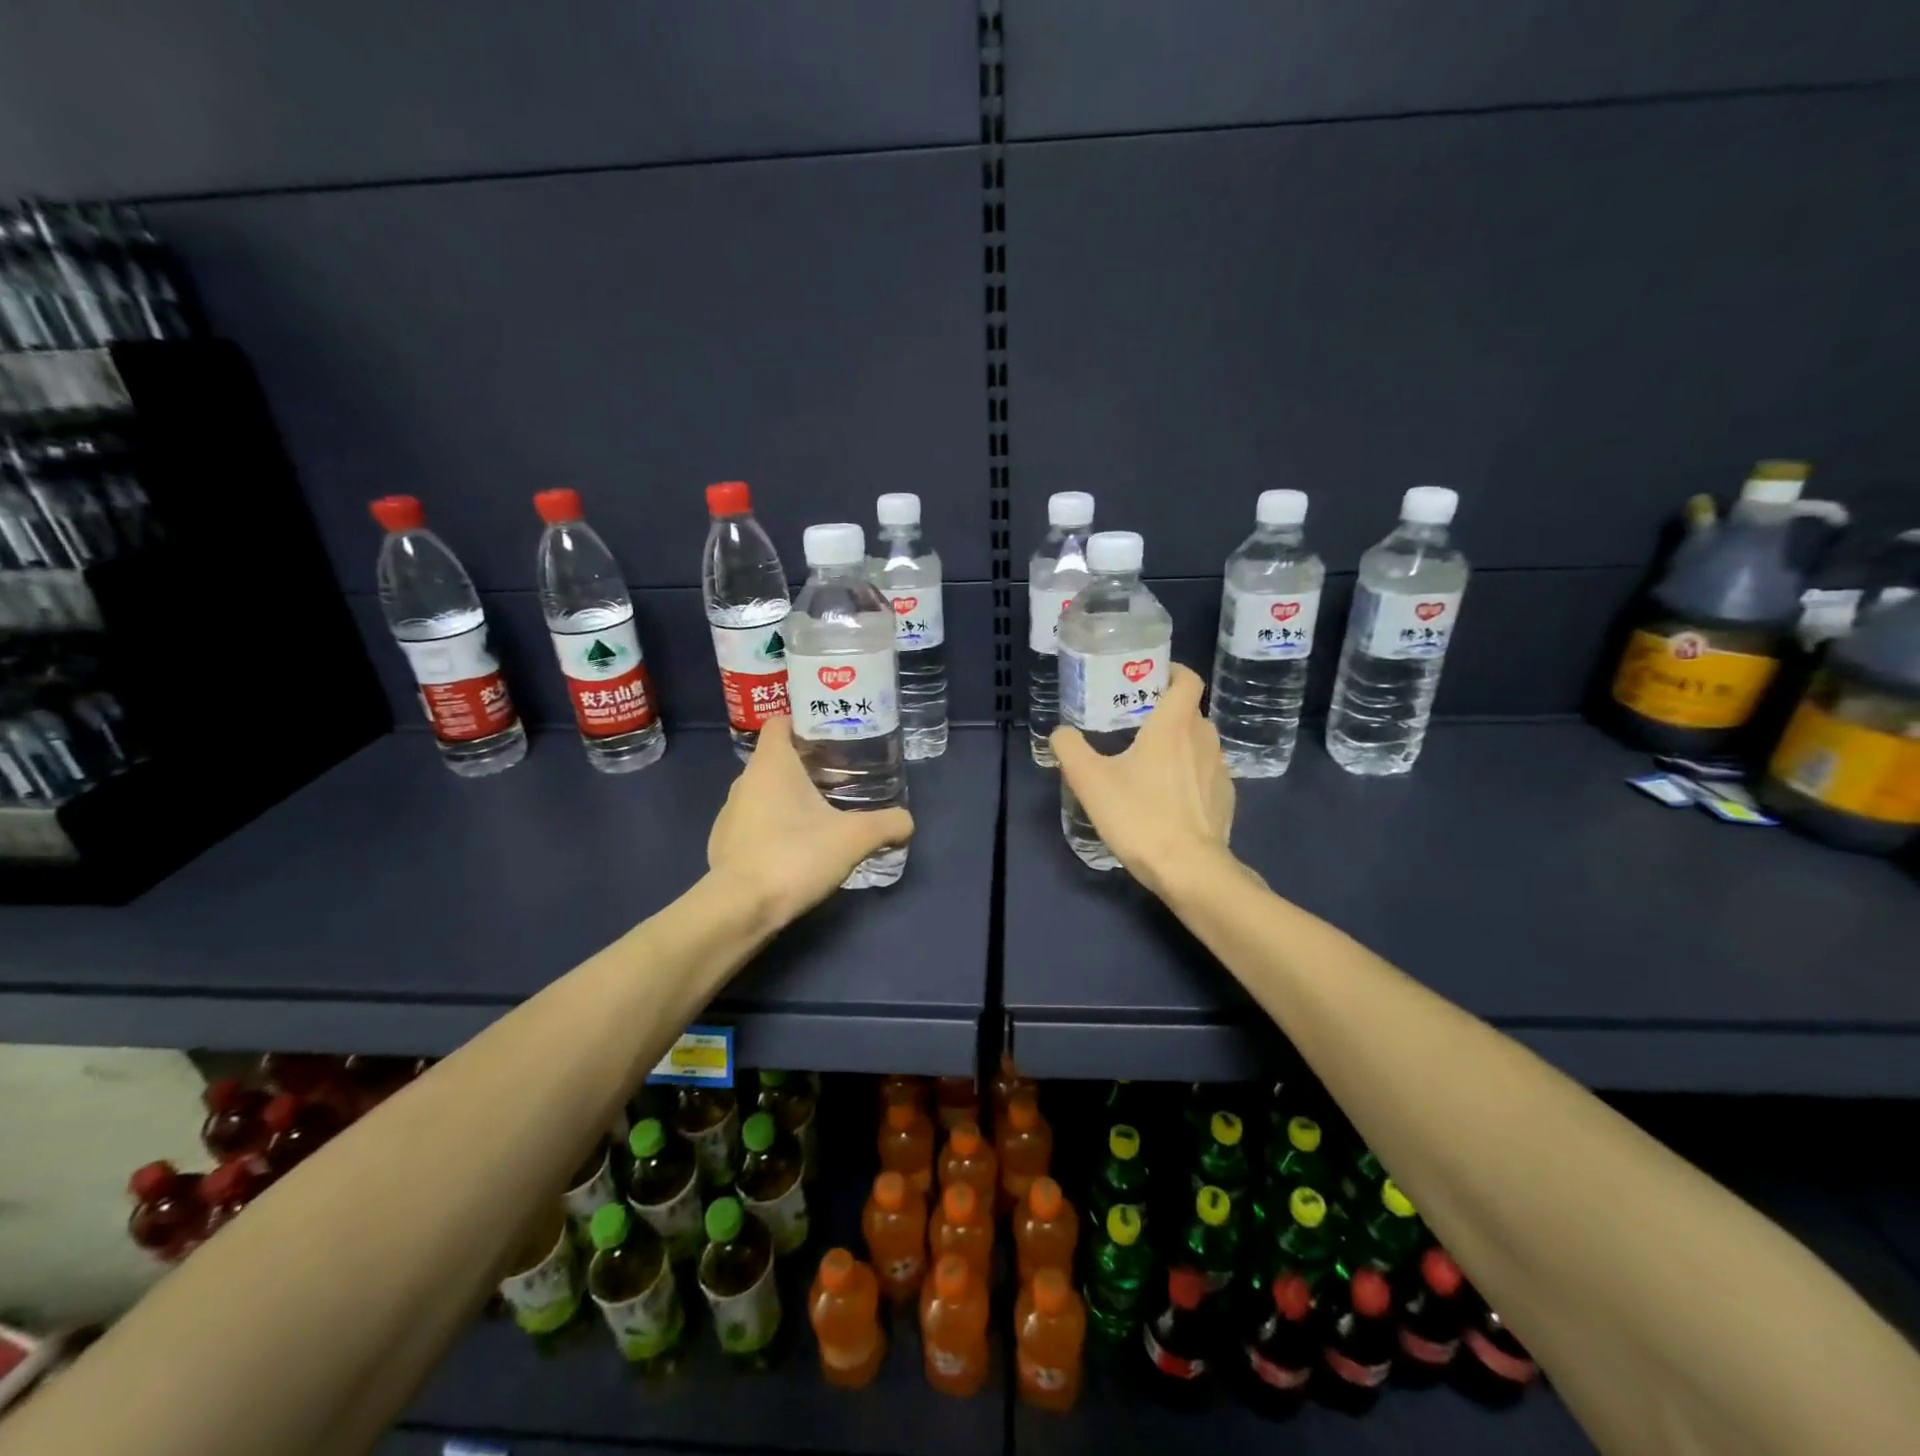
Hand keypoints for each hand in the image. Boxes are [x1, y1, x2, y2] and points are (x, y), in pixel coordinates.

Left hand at [707, 715, 913, 925]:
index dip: (803, 723)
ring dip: (788, 799)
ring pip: (763, 793)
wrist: (740, 909)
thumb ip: (887, 824)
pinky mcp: (723, 845)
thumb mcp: (855, 838)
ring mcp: (729, 814)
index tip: (831, 736)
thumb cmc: (795, 856)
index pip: (780, 723)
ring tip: (820, 814)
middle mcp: (744, 781)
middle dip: (805, 765)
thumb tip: (907, 822)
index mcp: (771, 764)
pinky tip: (795, 849)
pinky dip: (772, 828)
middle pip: (775, 759)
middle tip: (840, 777)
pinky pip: (753, 824)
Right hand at [1051, 664, 1237, 897]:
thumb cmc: (1139, 816)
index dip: (1173, 671)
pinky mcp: (1225, 799)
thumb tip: (1060, 733)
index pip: (1187, 679)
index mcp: (1175, 725)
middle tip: (1136, 723)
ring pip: (1199, 743)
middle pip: (1190, 712)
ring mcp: (1220, 770)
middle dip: (1166, 711)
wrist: (1189, 869)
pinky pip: (1206, 774)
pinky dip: (1190, 775)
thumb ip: (1070, 749)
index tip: (1152, 677)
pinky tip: (1169, 798)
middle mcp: (1203, 739)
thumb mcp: (1090, 781)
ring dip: (1179, 744)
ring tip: (1150, 762)